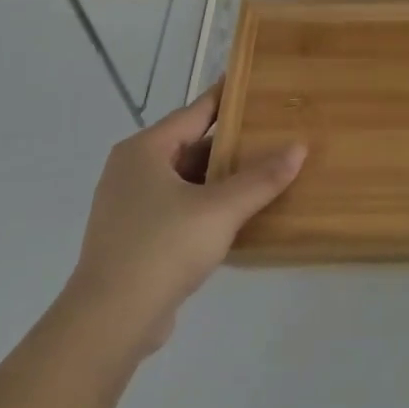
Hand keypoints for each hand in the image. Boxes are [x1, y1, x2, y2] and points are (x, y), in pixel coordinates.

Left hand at [67, 81, 303, 353]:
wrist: (109, 322)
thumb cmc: (162, 248)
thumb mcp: (221, 209)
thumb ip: (261, 178)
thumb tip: (299, 147)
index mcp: (145, 150)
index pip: (196, 112)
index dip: (228, 99)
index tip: (257, 85)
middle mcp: (131, 170)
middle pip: (191, 147)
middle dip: (231, 146)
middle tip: (273, 137)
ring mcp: (128, 206)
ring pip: (184, 180)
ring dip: (219, 180)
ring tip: (263, 175)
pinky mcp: (132, 238)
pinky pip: (177, 208)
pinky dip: (204, 206)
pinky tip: (236, 216)